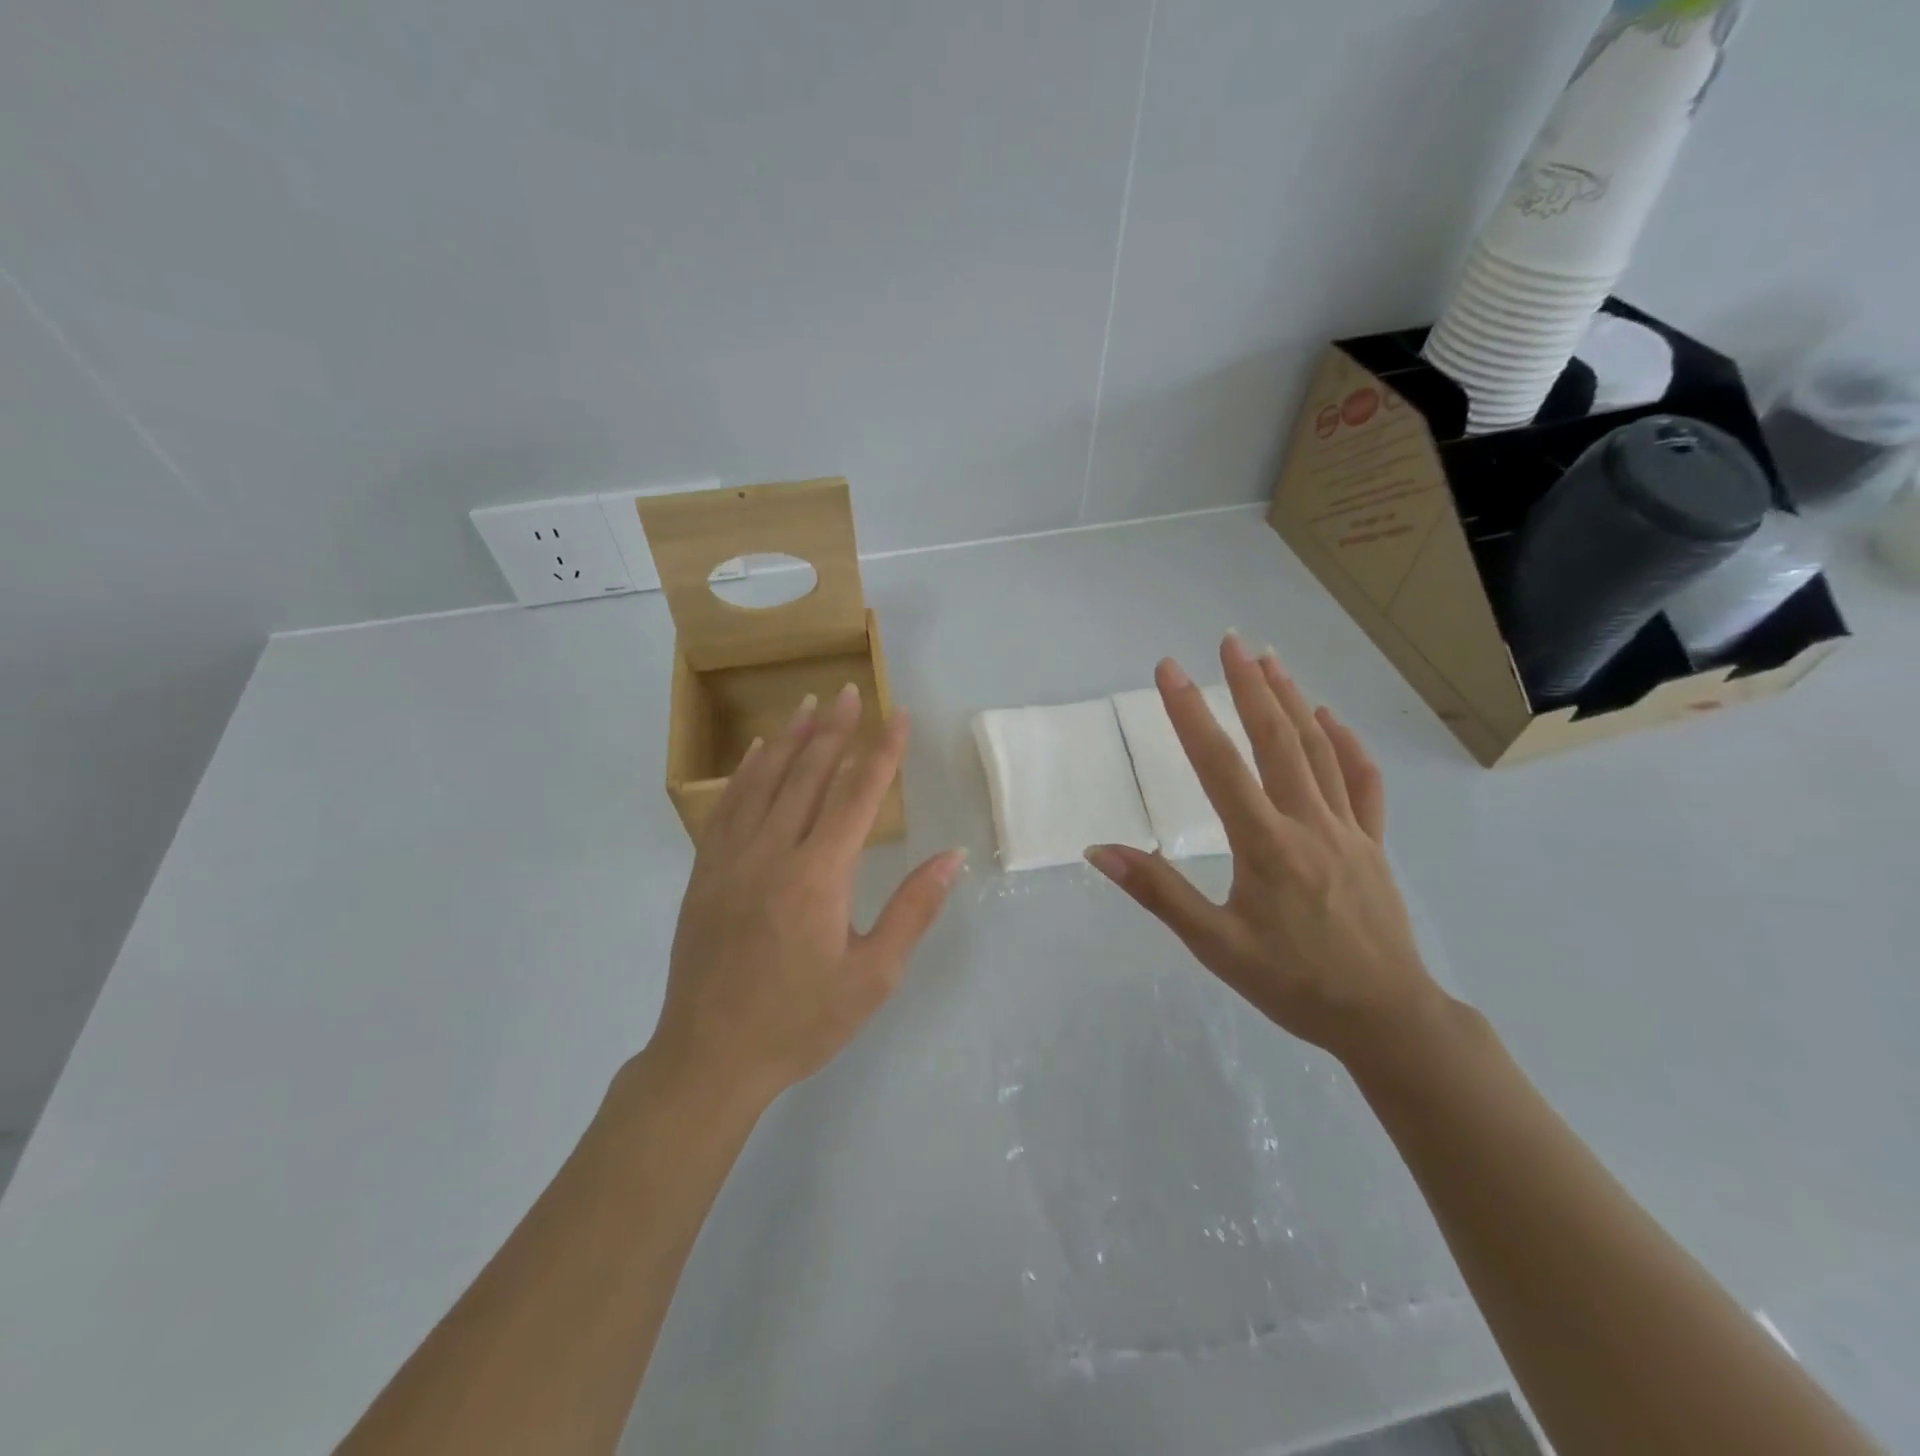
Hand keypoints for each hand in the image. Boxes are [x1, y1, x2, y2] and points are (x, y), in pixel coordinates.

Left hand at [648, 683, 964, 1111]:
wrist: (710, 1058)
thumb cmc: (801, 1021)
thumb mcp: (872, 977)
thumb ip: (912, 910)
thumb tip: (952, 858)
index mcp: (818, 876)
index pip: (857, 795)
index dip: (881, 751)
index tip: (897, 714)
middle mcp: (772, 853)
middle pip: (808, 774)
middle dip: (834, 729)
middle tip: (850, 690)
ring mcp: (731, 859)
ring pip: (763, 781)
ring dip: (788, 738)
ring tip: (807, 703)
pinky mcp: (704, 872)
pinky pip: (726, 806)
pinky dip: (744, 772)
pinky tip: (754, 752)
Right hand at [1086, 635, 1444, 1067]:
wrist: (1386, 1018)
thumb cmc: (1293, 984)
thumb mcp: (1215, 946)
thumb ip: (1159, 893)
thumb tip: (1100, 851)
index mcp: (1265, 845)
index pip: (1219, 764)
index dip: (1190, 713)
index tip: (1169, 670)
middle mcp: (1308, 823)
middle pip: (1276, 740)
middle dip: (1249, 685)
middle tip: (1228, 641)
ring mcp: (1347, 830)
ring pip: (1319, 751)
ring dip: (1292, 701)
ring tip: (1269, 660)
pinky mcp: (1372, 844)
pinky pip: (1363, 782)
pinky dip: (1346, 744)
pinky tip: (1330, 718)